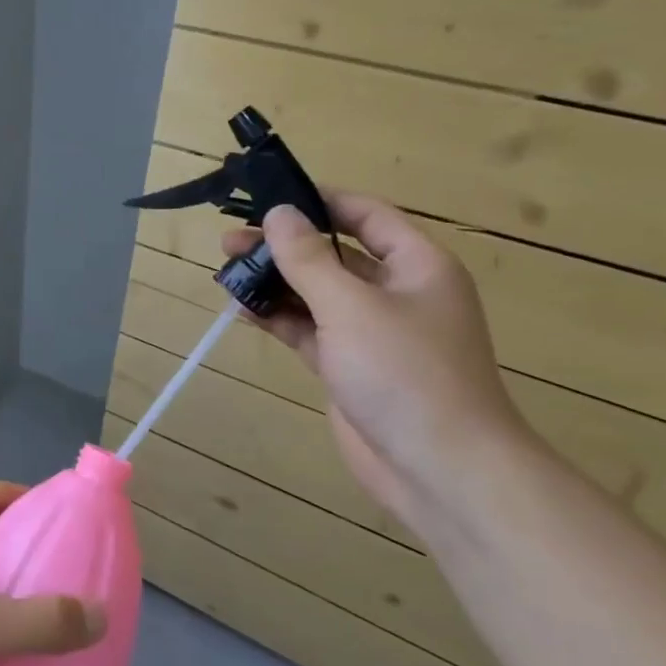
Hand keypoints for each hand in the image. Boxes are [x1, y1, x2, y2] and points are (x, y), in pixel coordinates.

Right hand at [224, 198, 530, 533]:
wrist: (439, 468)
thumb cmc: (405, 373)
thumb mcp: (351, 306)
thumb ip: (308, 259)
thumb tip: (278, 213)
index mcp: (417, 266)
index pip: (366, 216)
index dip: (319, 202)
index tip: (269, 197)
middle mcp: (396, 293)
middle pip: (333, 255)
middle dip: (283, 246)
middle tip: (230, 241)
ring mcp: (371, 333)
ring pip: (316, 294)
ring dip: (275, 283)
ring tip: (226, 273)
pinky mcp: (349, 367)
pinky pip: (308, 330)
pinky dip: (278, 318)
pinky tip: (243, 309)